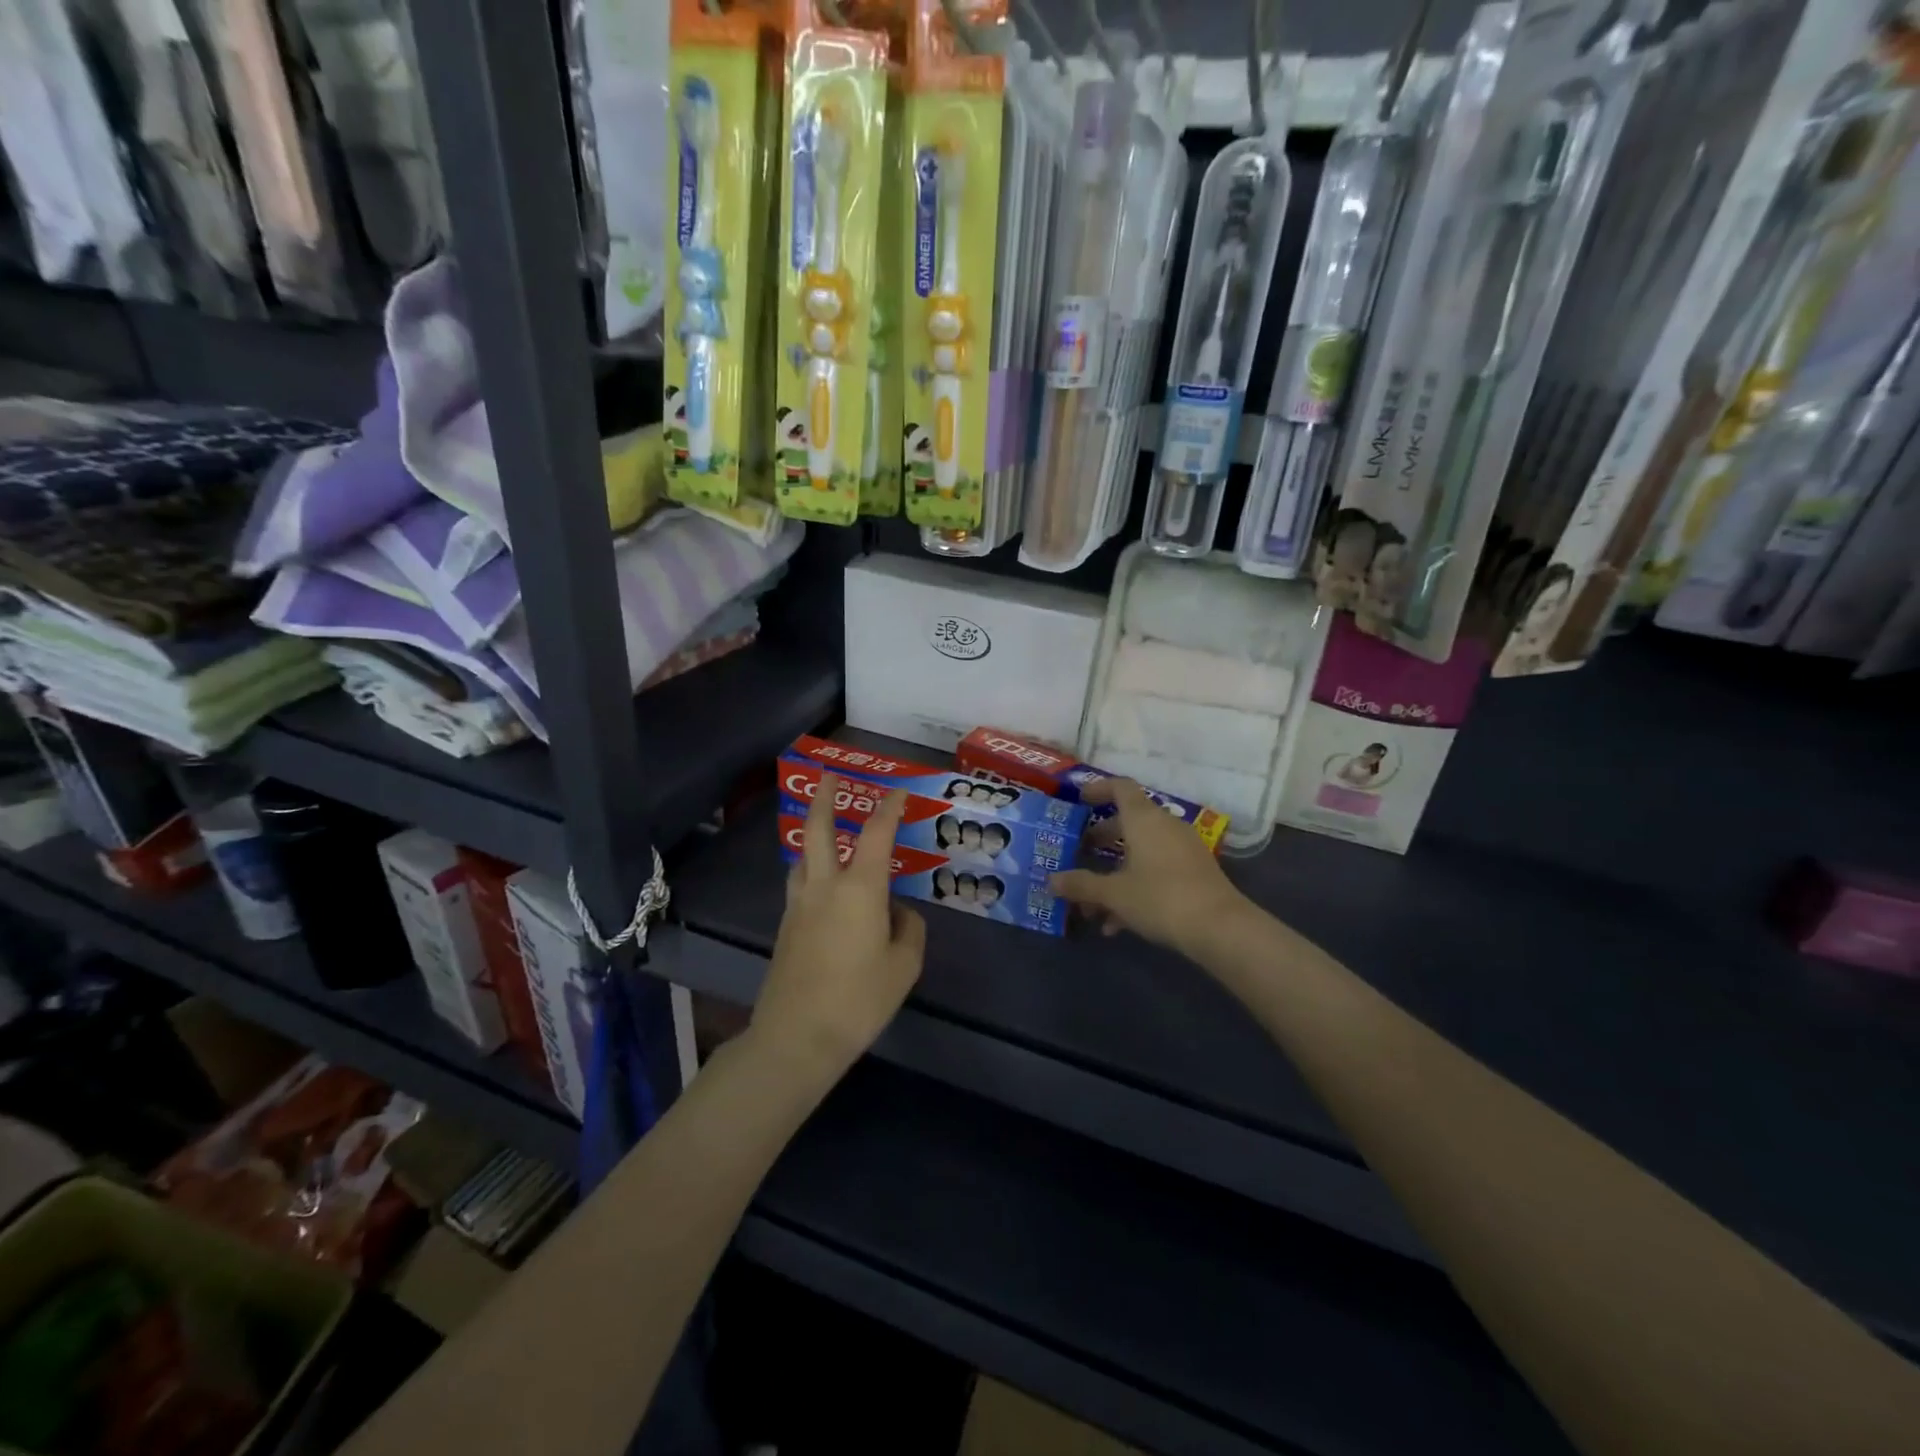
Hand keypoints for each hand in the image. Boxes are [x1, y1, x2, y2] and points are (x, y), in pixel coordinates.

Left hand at [752, 774, 925, 1083]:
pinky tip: (824, 889)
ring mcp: (799, 906)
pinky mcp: (787, 928)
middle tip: (827, 776)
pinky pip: (800, 885)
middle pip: (816, 829)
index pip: (876, 833)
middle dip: (824, 798)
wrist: (797, 1037)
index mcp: (859, 888)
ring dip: (812, 836)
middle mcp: (824, 886)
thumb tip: (897, 913)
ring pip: (802, 857)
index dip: (889, 807)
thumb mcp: (903, 966)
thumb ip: (908, 930)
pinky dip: (811, 871)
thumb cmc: (859, 999)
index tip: (899, 791)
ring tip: (824, 833)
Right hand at [1049, 778, 1246, 956]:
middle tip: (1079, 852)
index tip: (1078, 800)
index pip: (1120, 787)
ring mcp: (1183, 849)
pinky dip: (1136, 886)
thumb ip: (1081, 885)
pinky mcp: (1194, 872)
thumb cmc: (1161, 898)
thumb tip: (1052, 880)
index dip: (1098, 789)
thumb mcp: (1114, 894)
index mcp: (1144, 819)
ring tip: (1092, 904)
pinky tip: (1118, 924)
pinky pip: (1157, 870)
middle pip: (1128, 821)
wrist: (1220, 928)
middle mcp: (1164, 826)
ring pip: (1141, 851)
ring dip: (1115, 872)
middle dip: (1101, 838)